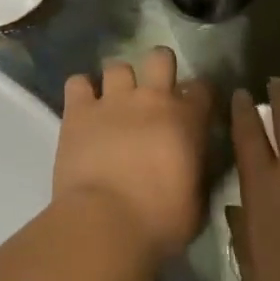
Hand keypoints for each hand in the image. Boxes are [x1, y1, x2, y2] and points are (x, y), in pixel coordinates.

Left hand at [55, 47, 213, 265]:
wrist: (106, 223)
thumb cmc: (160, 221)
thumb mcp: (196, 201)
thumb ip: (196, 171)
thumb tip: (192, 164)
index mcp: (186, 120)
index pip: (202, 87)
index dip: (198, 95)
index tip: (193, 109)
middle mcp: (151, 99)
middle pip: (160, 57)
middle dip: (159, 68)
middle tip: (153, 94)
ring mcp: (112, 101)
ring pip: (117, 66)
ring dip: (118, 81)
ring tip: (114, 103)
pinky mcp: (78, 111)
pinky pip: (77, 82)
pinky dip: (81, 91)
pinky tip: (82, 108)